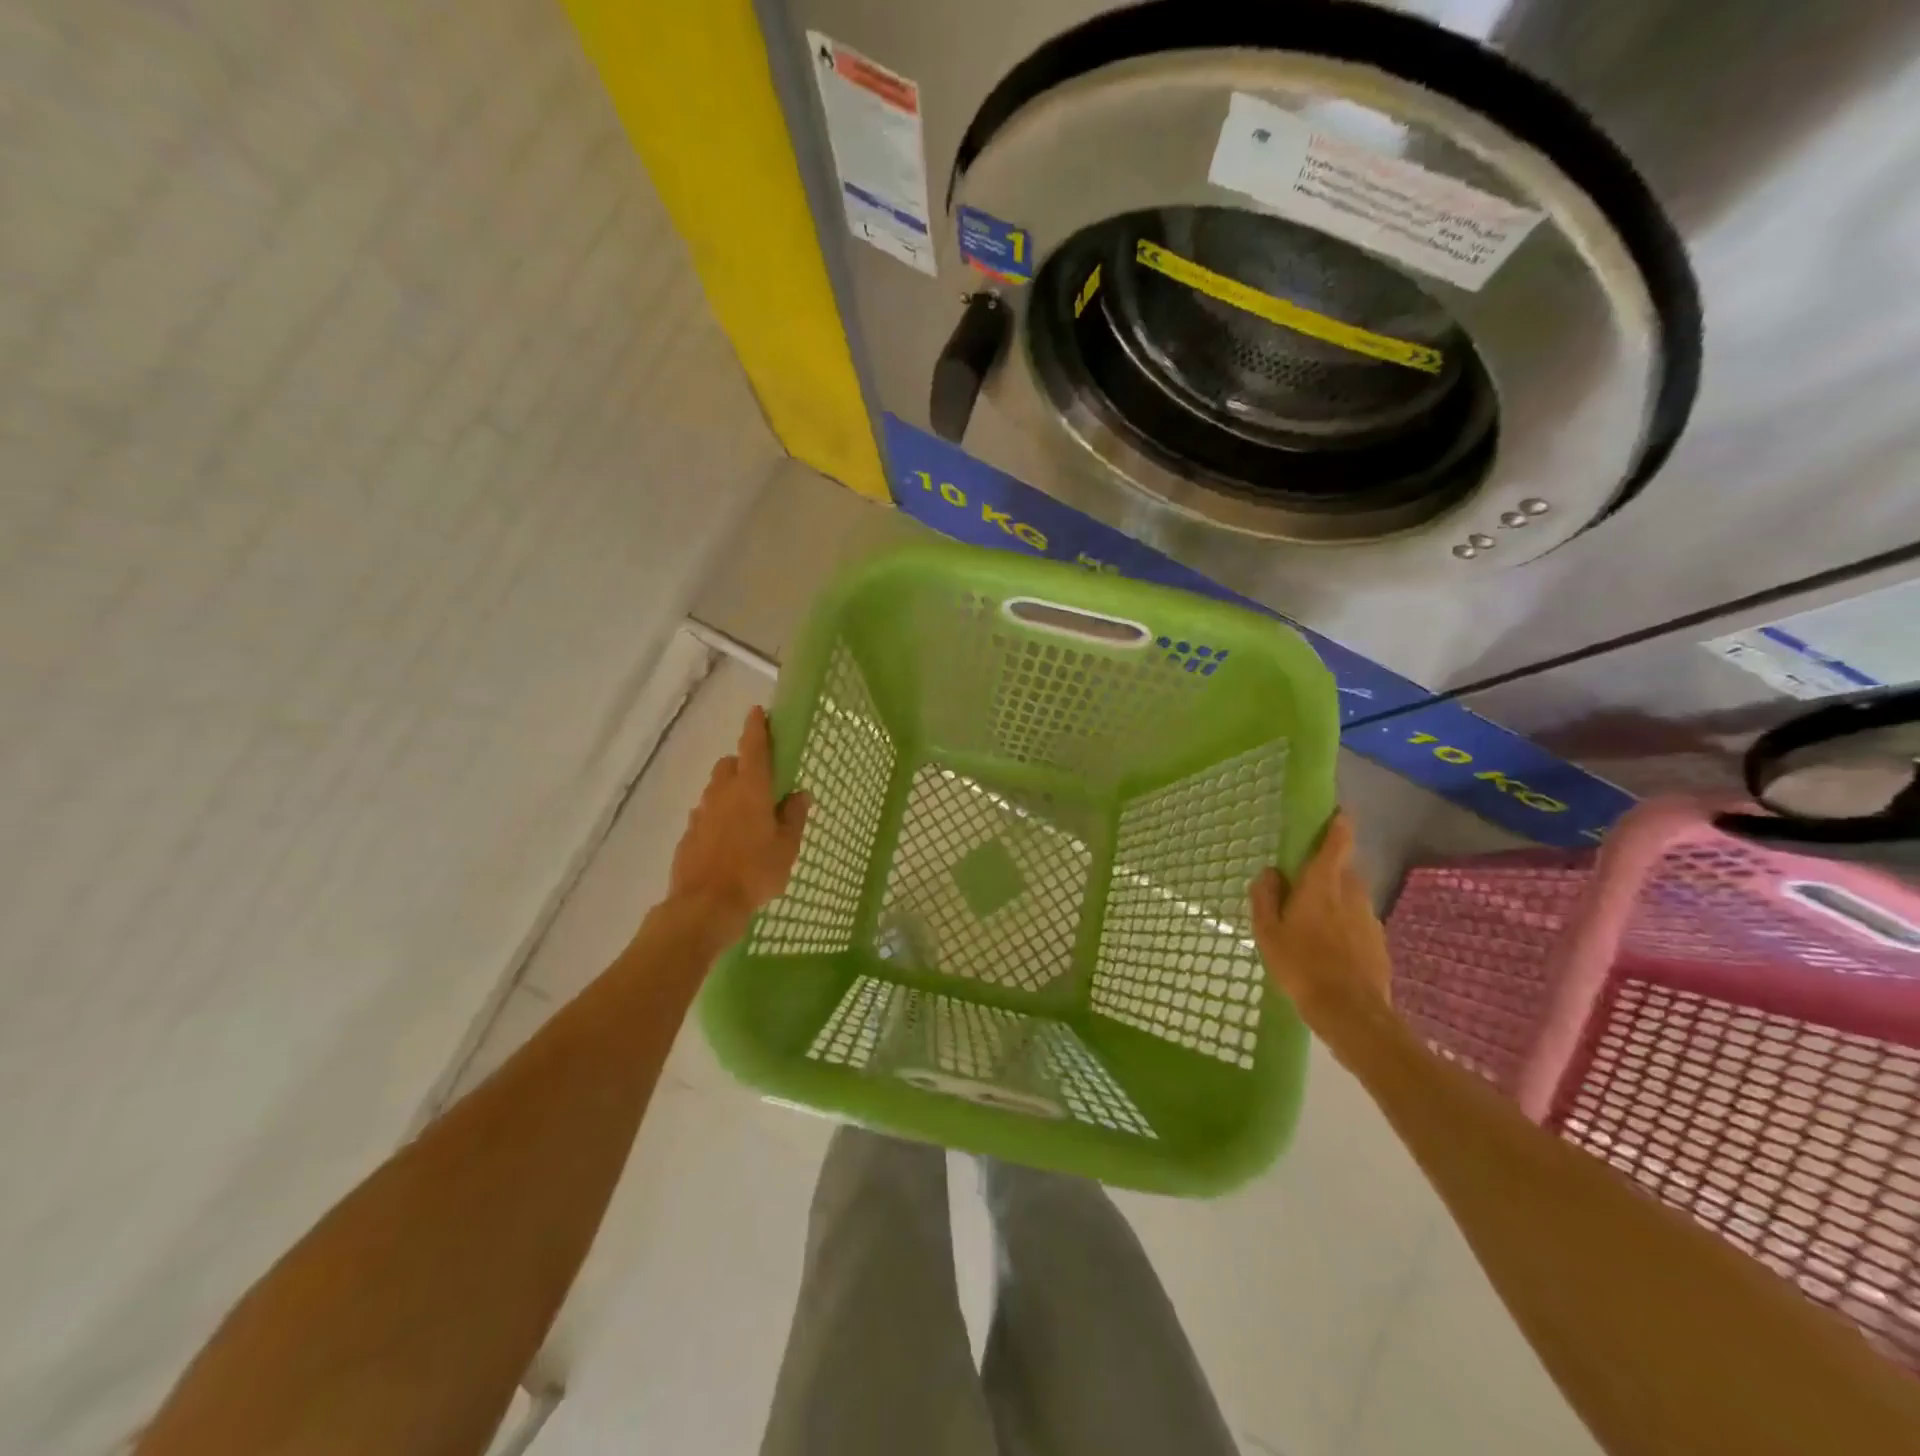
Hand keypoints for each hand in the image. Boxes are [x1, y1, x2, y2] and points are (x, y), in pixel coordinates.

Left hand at [668, 705, 810, 944]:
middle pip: (730, 765)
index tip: (758, 712)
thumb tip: (799, 794)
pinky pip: (706, 815)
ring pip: (716, 790)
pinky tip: (729, 840)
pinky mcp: (688, 835)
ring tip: (748, 815)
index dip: (756, 727)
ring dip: (730, 792)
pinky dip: (718, 817)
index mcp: (750, 790)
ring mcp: (701, 814)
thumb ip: (794, 817)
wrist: (704, 906)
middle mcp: (722, 794)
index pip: (753, 748)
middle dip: (743, 763)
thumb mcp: (787, 847)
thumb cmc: (754, 872)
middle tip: (762, 780)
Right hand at [1249, 812, 1392, 1042]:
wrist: (1351, 1013)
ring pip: (1351, 897)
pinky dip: (1345, 925)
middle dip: (1327, 870)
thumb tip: (1271, 872)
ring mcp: (1370, 918)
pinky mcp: (1379, 942)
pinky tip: (1330, 950)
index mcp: (1322, 885)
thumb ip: (1266, 897)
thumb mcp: (1268, 933)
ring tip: (1313, 924)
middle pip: (1343, 870)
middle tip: (1303, 886)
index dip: (1338, 825)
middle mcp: (1351, 893)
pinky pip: (1358, 922)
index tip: (1337, 812)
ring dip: (1335, 900)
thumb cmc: (1301, 966)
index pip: (1337, 843)